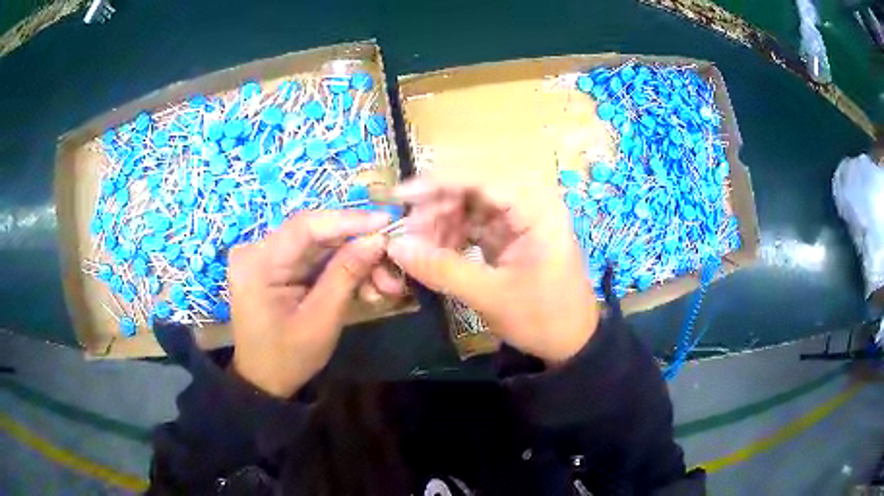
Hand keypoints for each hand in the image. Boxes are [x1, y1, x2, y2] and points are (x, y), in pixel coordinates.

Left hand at [227, 210, 395, 397]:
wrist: (264, 380)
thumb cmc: (288, 358)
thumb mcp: (321, 321)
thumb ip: (347, 275)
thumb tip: (377, 239)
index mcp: (258, 263)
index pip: (305, 226)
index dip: (348, 220)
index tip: (386, 222)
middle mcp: (257, 250)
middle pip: (316, 234)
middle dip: (358, 247)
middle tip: (392, 265)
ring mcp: (266, 257)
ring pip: (320, 246)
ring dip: (354, 261)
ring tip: (384, 286)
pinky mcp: (277, 266)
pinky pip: (315, 258)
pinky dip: (341, 269)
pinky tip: (365, 287)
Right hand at [387, 176, 598, 363]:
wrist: (572, 342)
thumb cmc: (542, 318)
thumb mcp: (491, 296)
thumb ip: (441, 269)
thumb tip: (395, 247)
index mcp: (537, 209)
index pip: (482, 177)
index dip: (438, 182)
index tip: (401, 196)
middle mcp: (531, 202)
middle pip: (475, 185)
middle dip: (438, 203)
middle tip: (407, 227)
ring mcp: (522, 217)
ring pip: (472, 202)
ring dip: (443, 218)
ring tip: (418, 243)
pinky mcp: (513, 232)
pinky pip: (476, 221)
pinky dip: (454, 232)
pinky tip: (436, 248)